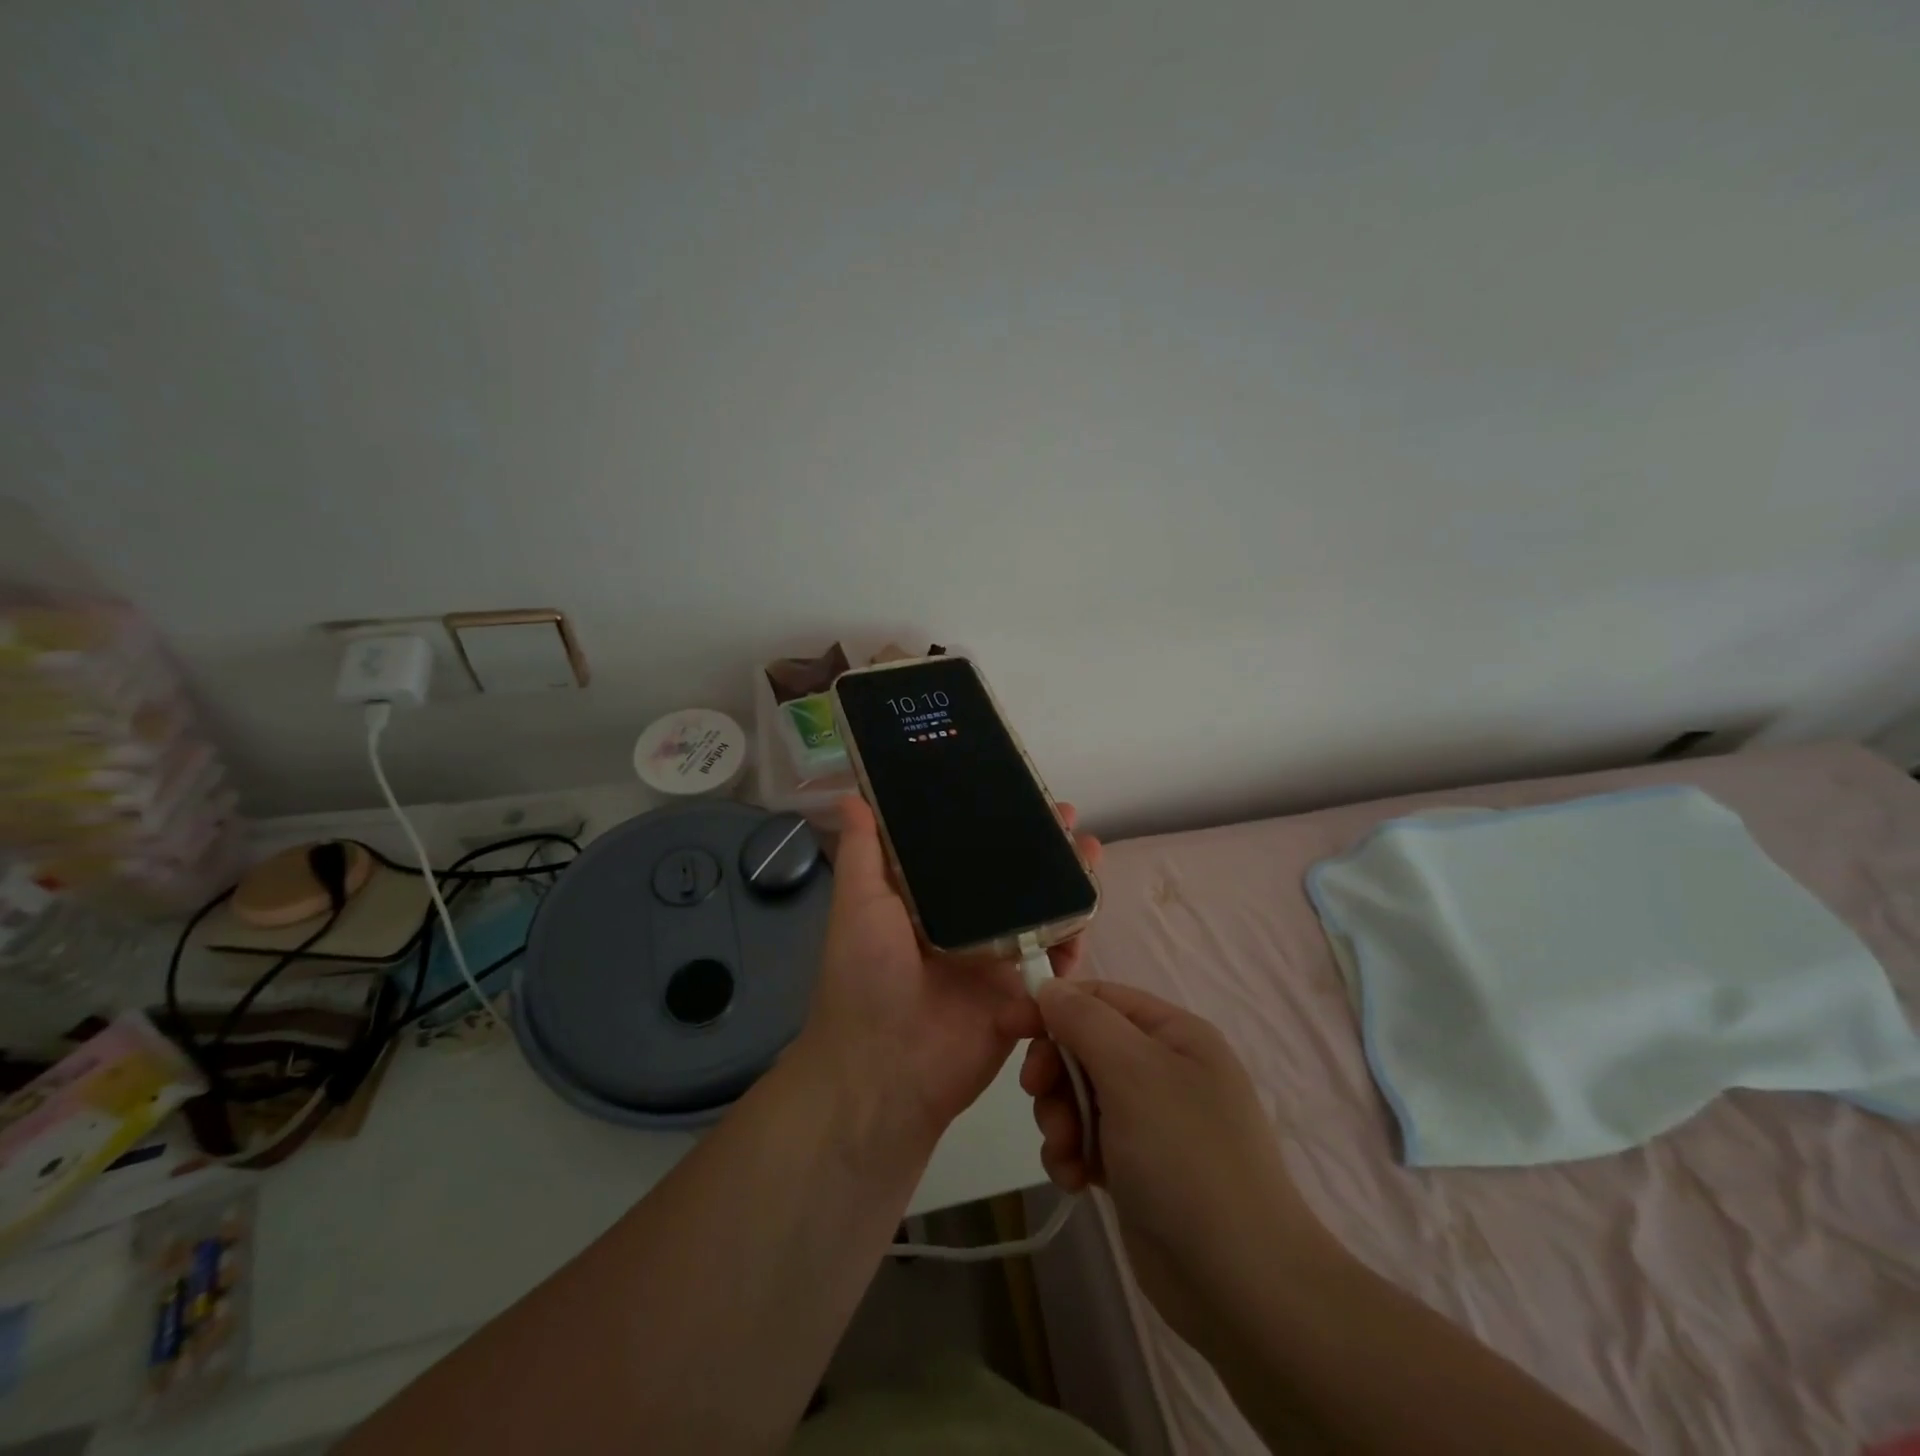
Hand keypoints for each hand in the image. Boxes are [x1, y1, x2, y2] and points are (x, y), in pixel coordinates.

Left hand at [797, 795, 1102, 1155]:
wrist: (885, 1069)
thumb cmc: (865, 976)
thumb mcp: (858, 904)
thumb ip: (863, 852)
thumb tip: (852, 795)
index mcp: (930, 902)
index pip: (969, 852)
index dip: (995, 823)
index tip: (1020, 792)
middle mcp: (967, 925)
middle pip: (1014, 880)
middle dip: (1043, 848)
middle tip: (1069, 818)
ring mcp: (997, 961)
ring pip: (1042, 915)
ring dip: (1068, 885)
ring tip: (1089, 854)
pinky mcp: (1021, 996)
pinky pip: (1055, 964)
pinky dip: (1074, 940)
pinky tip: (1087, 912)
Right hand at [1021, 980, 1336, 1345]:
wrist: (1240, 1283)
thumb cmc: (1186, 1156)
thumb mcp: (1133, 1072)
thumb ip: (1085, 1020)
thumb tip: (1050, 986)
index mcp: (1173, 1034)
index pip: (1099, 998)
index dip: (1051, 1006)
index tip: (1006, 1026)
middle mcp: (1163, 1070)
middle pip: (1084, 1046)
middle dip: (1055, 1071)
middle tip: (1037, 1095)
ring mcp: (1150, 1121)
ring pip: (1079, 1096)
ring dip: (1060, 1118)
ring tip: (1066, 1151)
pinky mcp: (1136, 1168)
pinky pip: (1087, 1140)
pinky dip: (1072, 1154)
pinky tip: (1074, 1180)